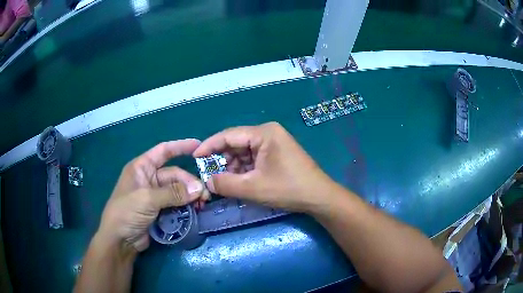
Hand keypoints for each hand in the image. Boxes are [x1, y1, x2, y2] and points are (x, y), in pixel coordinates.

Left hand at [97, 139, 209, 252]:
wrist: (120, 240)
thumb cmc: (126, 212)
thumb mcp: (147, 199)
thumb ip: (173, 193)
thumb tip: (199, 188)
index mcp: (142, 168)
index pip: (163, 151)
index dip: (181, 146)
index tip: (199, 146)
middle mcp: (149, 179)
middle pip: (174, 175)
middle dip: (189, 183)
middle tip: (204, 195)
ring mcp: (155, 196)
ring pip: (178, 191)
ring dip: (190, 196)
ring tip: (202, 204)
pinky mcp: (160, 210)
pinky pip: (177, 204)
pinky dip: (186, 207)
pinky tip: (195, 211)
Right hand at [193, 122, 335, 211]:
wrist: (319, 197)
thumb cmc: (288, 189)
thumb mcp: (253, 188)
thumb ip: (225, 184)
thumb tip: (207, 181)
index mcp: (263, 133)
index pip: (228, 135)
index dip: (209, 146)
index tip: (194, 157)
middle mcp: (268, 133)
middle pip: (236, 143)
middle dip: (222, 160)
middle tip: (210, 175)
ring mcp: (274, 142)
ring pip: (244, 152)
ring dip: (233, 166)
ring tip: (226, 182)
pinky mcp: (277, 153)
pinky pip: (253, 158)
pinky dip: (244, 169)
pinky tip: (239, 181)